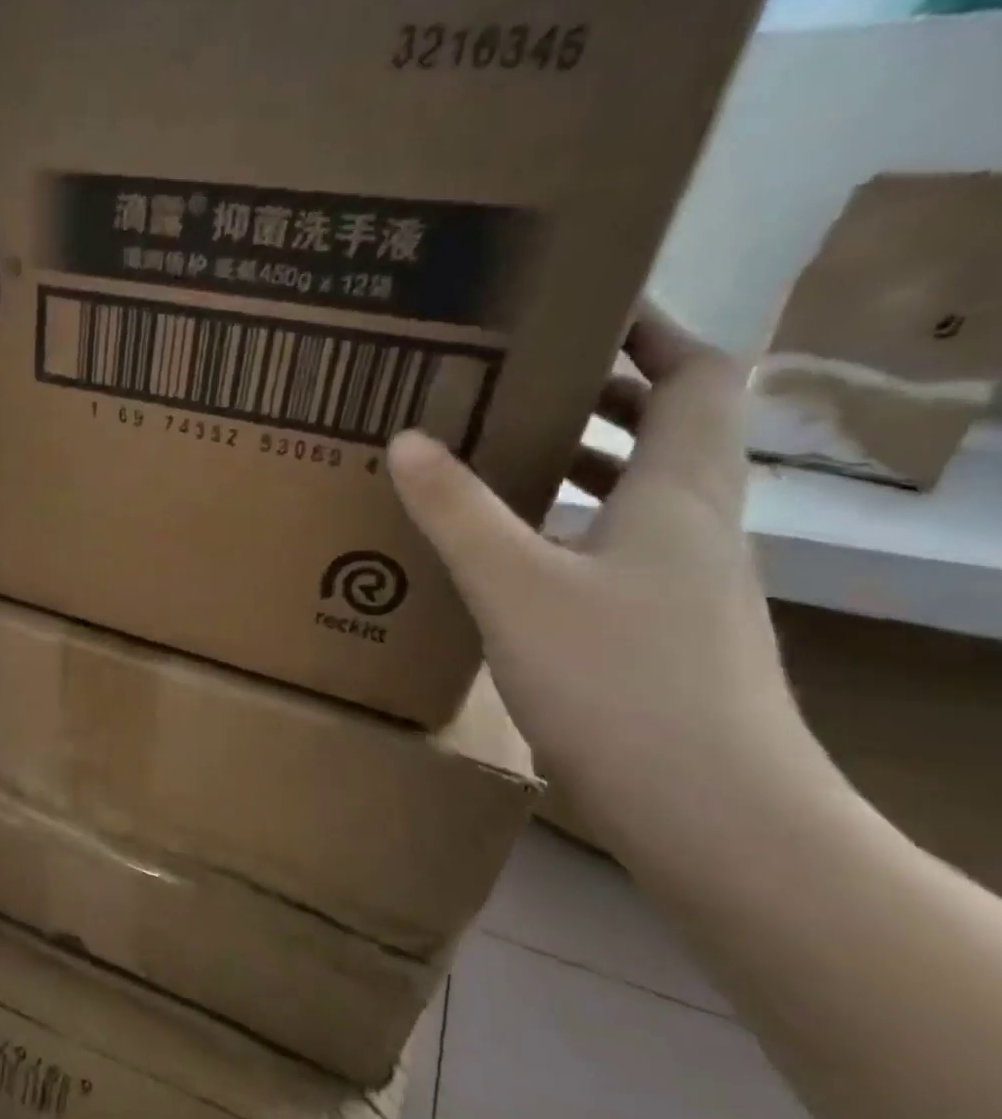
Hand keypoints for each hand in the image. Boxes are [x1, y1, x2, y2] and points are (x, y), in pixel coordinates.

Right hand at [388, 303, 804, 851]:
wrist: (711, 810)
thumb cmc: (618, 680)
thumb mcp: (517, 587)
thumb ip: (459, 511)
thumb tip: (407, 439)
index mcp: (680, 491)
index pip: (698, 375)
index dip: (653, 330)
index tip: (586, 307)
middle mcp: (698, 525)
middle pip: (671, 430)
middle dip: (604, 394)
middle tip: (519, 380)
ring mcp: (689, 584)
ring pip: (644, 494)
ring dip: (587, 464)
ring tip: (506, 458)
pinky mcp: (668, 632)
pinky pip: (623, 550)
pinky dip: (576, 530)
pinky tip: (516, 559)